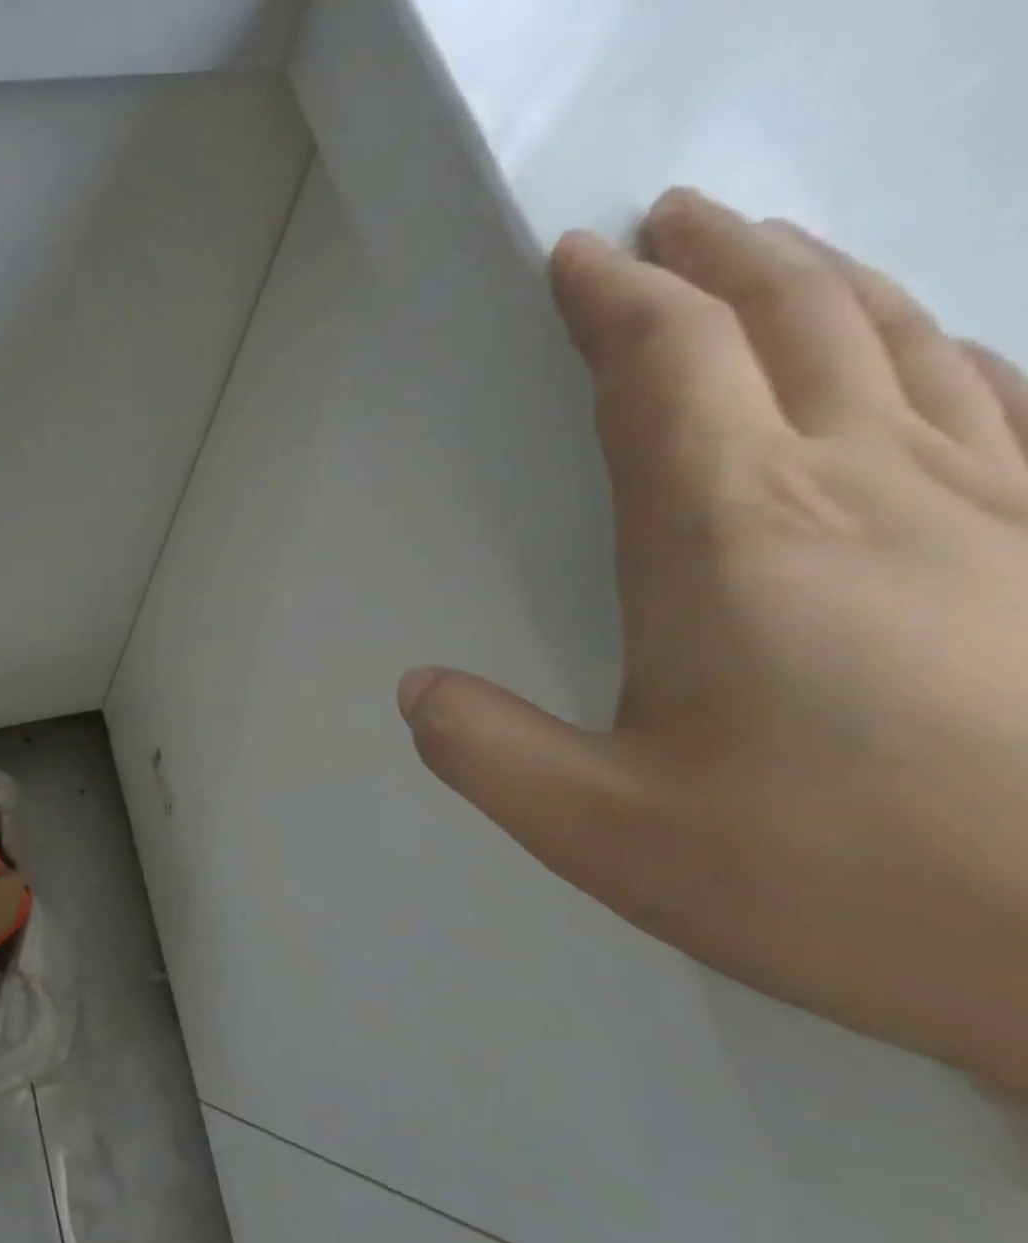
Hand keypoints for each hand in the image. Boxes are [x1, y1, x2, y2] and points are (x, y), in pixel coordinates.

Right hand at [397, 187, 1027, 1092]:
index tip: (573, 260)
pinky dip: (943, 347)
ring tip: (767, 258)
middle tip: (666, 222)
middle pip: (791, 319)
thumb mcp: (596, 828)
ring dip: (819, 281)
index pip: (665, 368)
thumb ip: (483, 749)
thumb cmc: (823, 878)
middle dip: (716, 259)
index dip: (613, 302)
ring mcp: (992, 508)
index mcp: (731, 540)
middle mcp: (863, 489)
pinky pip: (1000, 401)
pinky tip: (930, 351)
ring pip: (902, 339)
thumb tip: (417, 690)